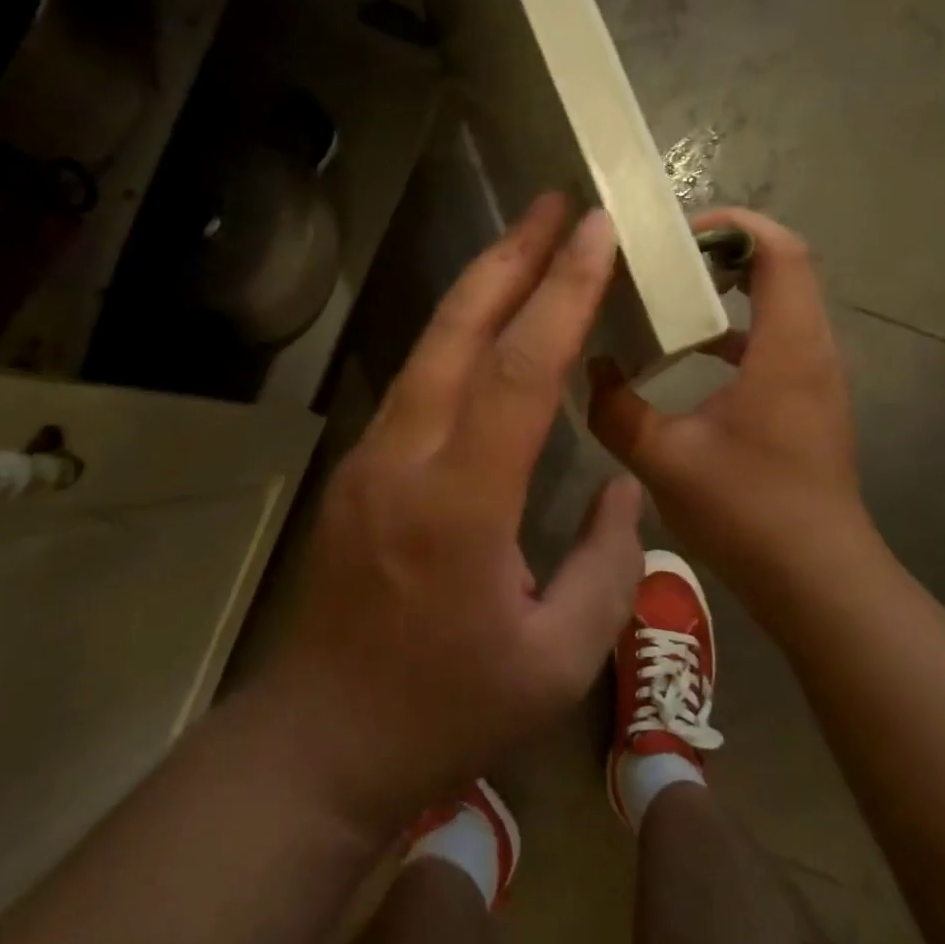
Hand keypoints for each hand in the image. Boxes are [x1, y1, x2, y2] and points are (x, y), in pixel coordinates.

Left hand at [268, 195, 643, 834]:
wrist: (322, 740)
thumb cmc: (446, 711)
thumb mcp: (556, 659)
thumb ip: (607, 565)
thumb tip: (622, 486)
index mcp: (459, 506)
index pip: (518, 373)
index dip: (561, 294)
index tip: (595, 232)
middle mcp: (404, 461)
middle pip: (457, 334)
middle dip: (509, 258)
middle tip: (555, 204)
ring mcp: (369, 462)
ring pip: (428, 351)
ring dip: (479, 292)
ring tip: (527, 246)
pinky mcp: (356, 473)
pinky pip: (415, 387)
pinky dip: (456, 342)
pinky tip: (486, 331)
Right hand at [588, 208, 880, 619]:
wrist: (816, 578)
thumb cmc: (747, 510)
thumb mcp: (663, 458)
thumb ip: (615, 409)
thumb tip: (592, 370)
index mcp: (786, 348)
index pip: (780, 250)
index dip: (732, 225)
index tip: (673, 235)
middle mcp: (811, 350)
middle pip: (781, 267)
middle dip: (720, 251)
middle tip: (658, 261)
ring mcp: (814, 377)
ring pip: (779, 304)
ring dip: (728, 289)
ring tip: (666, 295)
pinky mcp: (807, 402)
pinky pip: (774, 341)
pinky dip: (735, 330)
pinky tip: (688, 355)